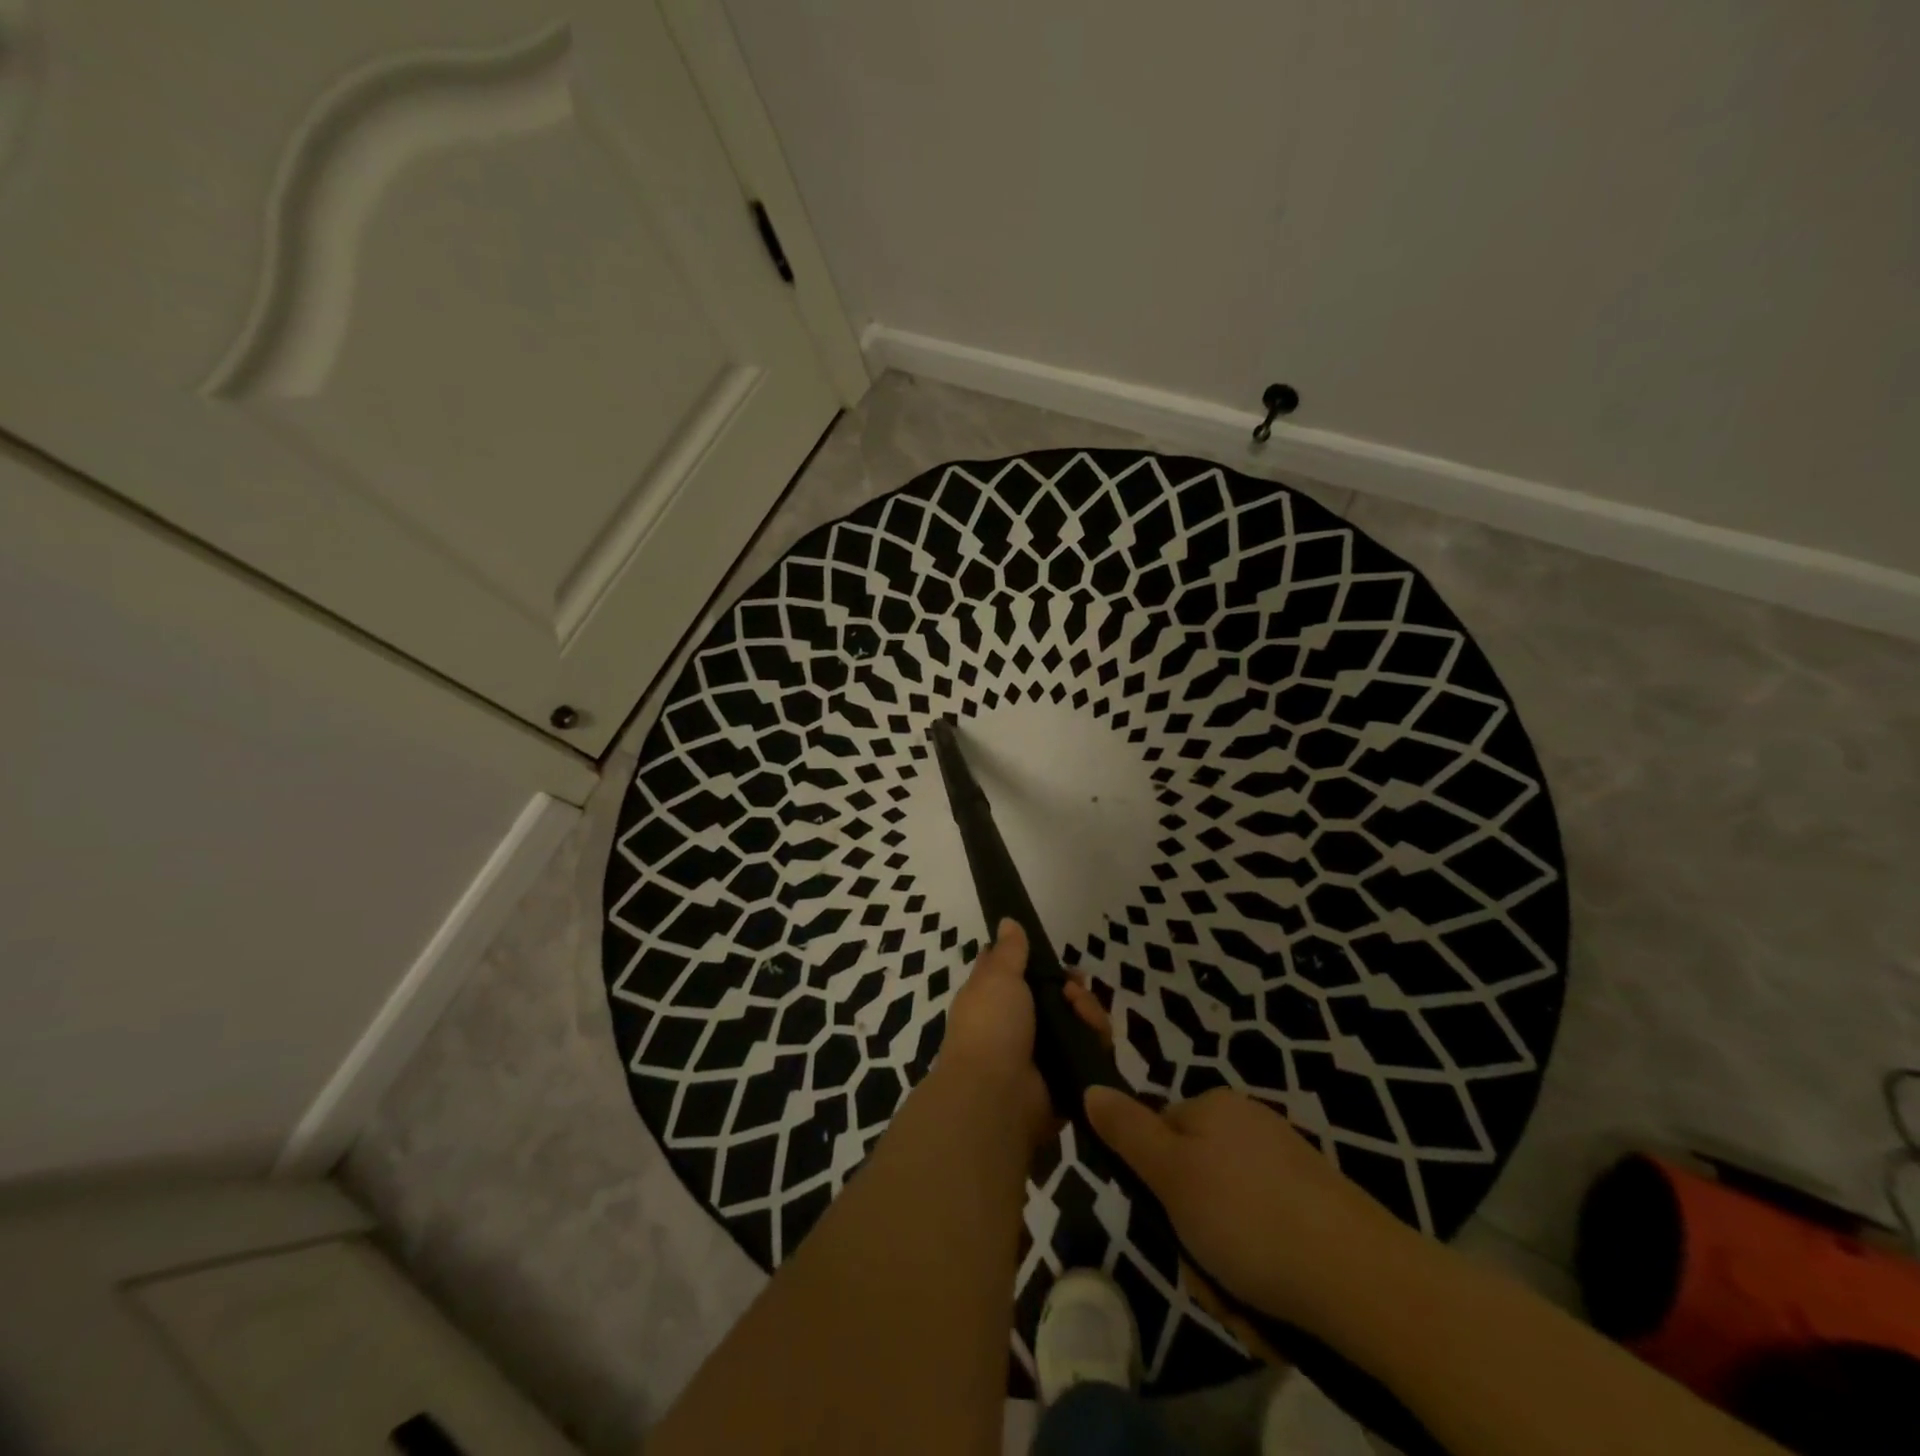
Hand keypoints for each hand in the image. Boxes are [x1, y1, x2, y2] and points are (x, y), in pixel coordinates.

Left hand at [938, 919, 1109, 1153]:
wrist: (996, 1096)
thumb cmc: (990, 1026)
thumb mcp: (996, 977)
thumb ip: (1008, 951)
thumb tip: (1007, 921)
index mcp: (995, 1002)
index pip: (1023, 977)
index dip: (1042, 965)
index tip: (1055, 959)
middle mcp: (1019, 1027)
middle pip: (1059, 1000)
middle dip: (1074, 989)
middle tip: (1074, 988)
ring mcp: (1044, 1055)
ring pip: (1080, 1024)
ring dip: (1087, 1011)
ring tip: (1081, 1010)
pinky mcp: (1068, 1080)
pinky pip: (1092, 1053)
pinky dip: (1097, 1041)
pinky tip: (1094, 1035)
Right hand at [1083, 1085, 1414, 1331]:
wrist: (1363, 1280)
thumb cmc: (1248, 1218)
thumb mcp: (1172, 1174)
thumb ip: (1127, 1132)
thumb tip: (1090, 1086)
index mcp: (1216, 1107)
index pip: (1160, 1134)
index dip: (1154, 1184)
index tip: (1166, 1226)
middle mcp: (1251, 1128)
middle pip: (1194, 1184)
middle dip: (1193, 1238)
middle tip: (1208, 1274)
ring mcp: (1289, 1169)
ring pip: (1228, 1222)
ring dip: (1225, 1269)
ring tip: (1244, 1301)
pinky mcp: (1319, 1211)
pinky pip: (1268, 1241)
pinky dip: (1262, 1276)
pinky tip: (1274, 1306)